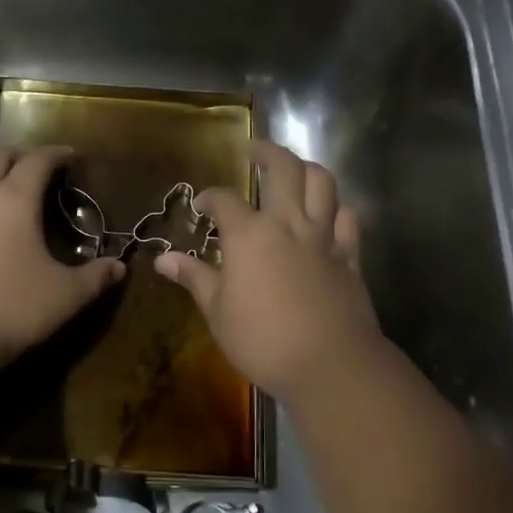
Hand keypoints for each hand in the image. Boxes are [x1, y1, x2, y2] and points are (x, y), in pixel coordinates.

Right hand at [154, 141, 380, 401]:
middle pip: (283, 168)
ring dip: (307, 169)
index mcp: (249, 235)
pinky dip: (337, 209)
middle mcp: (288, 224)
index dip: (210, 197)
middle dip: (267, 152)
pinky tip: (329, 213)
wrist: (329, 362)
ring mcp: (323, 237)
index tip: (202, 204)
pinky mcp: (349, 256)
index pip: (224, 200)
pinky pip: (347, 219)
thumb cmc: (262, 340)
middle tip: (254, 150)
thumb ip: (194, 277)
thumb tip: (162, 258)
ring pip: (322, 183)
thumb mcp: (217, 312)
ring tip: (294, 171)